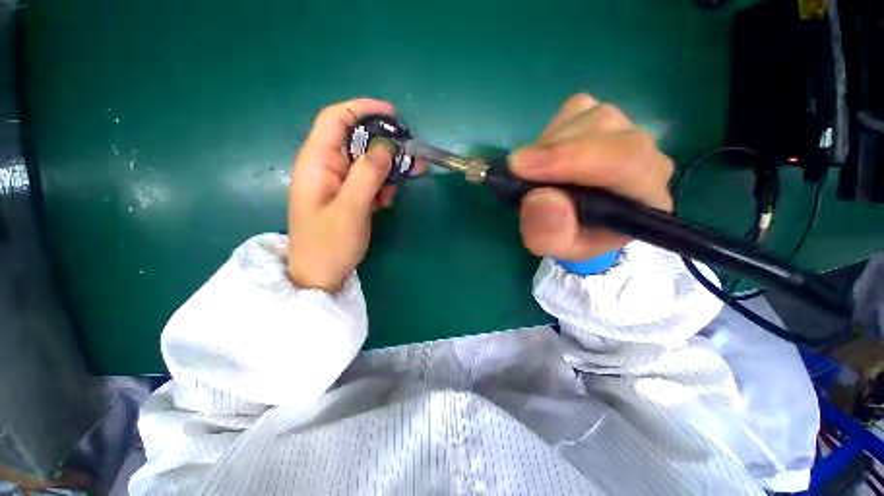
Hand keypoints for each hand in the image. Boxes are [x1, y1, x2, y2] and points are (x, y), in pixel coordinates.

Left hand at [287, 98, 406, 291]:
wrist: (320, 276)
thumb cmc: (329, 244)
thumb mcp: (351, 208)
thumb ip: (368, 174)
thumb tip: (387, 146)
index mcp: (316, 162)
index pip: (336, 119)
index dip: (363, 110)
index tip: (394, 115)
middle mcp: (326, 167)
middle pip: (357, 140)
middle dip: (386, 144)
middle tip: (413, 154)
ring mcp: (338, 183)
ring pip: (367, 162)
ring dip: (389, 167)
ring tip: (411, 175)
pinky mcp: (348, 197)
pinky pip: (368, 181)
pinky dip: (382, 185)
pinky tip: (388, 199)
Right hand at [509, 93, 673, 259]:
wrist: (578, 222)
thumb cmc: (571, 236)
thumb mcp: (555, 248)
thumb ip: (549, 233)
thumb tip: (539, 197)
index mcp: (646, 196)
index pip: (625, 162)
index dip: (572, 159)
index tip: (521, 168)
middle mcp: (646, 156)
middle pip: (606, 128)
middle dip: (553, 149)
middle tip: (516, 169)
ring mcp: (627, 131)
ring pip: (588, 114)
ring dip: (548, 143)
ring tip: (532, 171)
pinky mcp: (605, 119)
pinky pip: (576, 109)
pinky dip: (551, 131)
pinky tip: (545, 155)